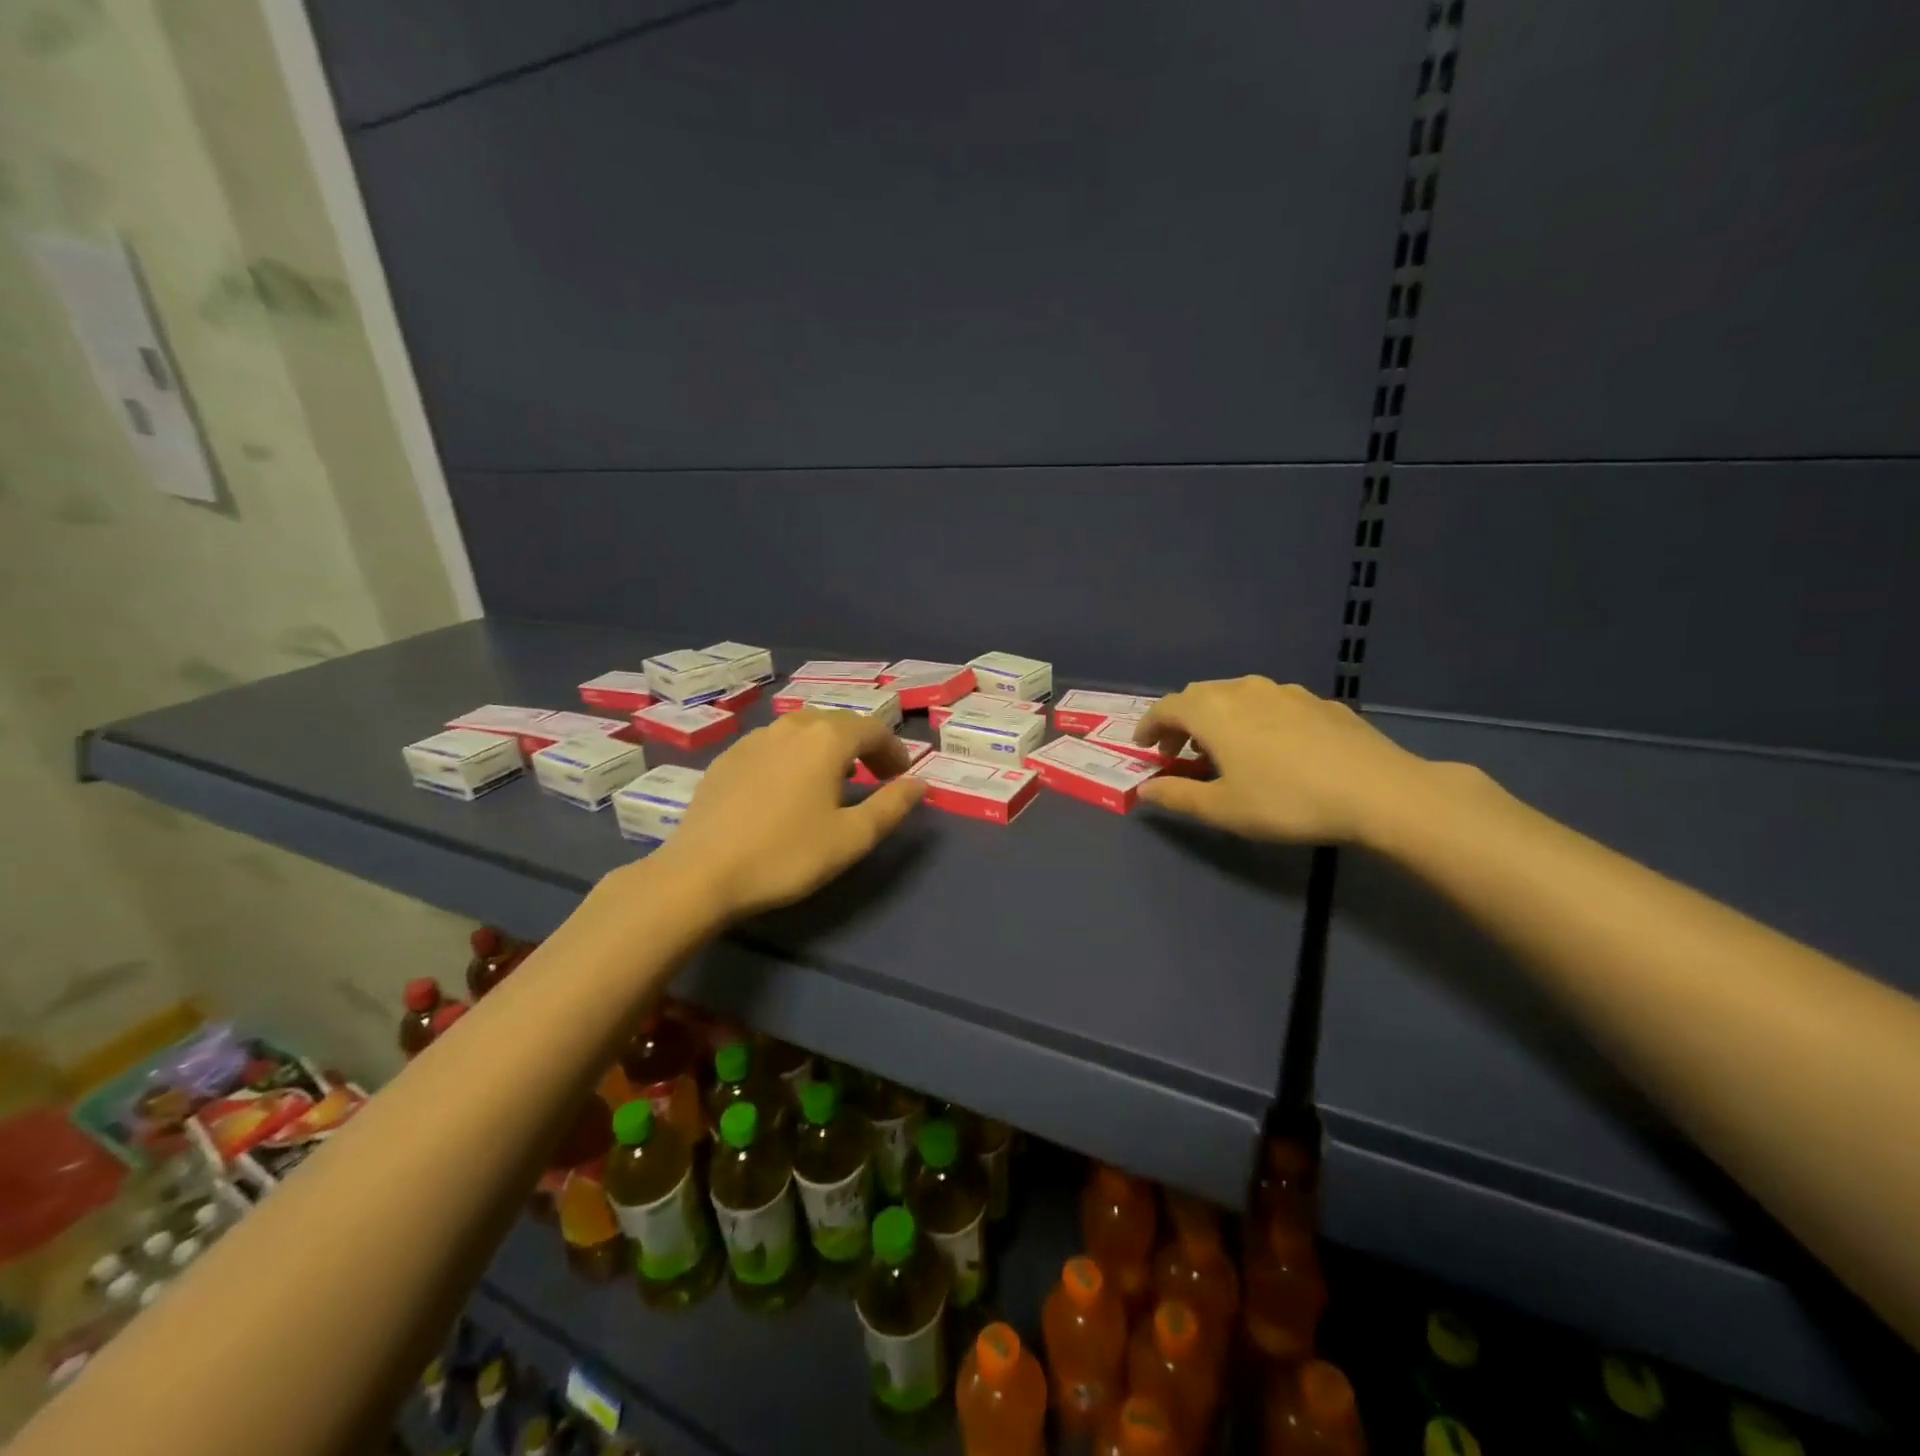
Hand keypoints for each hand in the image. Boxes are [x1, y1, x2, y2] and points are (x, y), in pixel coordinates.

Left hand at [651, 711, 925, 919]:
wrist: (701, 873)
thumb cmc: (786, 855)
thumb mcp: (851, 838)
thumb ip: (892, 806)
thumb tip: (920, 784)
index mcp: (826, 739)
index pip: (872, 729)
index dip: (894, 750)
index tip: (901, 776)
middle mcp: (790, 727)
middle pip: (837, 723)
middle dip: (863, 745)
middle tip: (874, 776)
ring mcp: (753, 739)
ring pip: (802, 730)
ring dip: (827, 747)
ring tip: (833, 779)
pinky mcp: (726, 758)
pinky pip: (773, 744)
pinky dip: (794, 755)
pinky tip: (787, 787)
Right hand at [1132, 677, 1436, 844]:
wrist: (1378, 791)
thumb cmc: (1287, 801)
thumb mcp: (1223, 809)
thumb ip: (1177, 797)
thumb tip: (1144, 791)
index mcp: (1213, 711)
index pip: (1166, 707)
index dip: (1148, 726)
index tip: (1143, 748)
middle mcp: (1244, 690)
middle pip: (1199, 695)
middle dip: (1181, 720)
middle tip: (1178, 750)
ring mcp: (1285, 691)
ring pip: (1236, 695)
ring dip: (1217, 717)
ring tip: (1223, 748)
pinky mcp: (1318, 702)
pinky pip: (1270, 703)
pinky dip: (1253, 718)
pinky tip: (1271, 747)